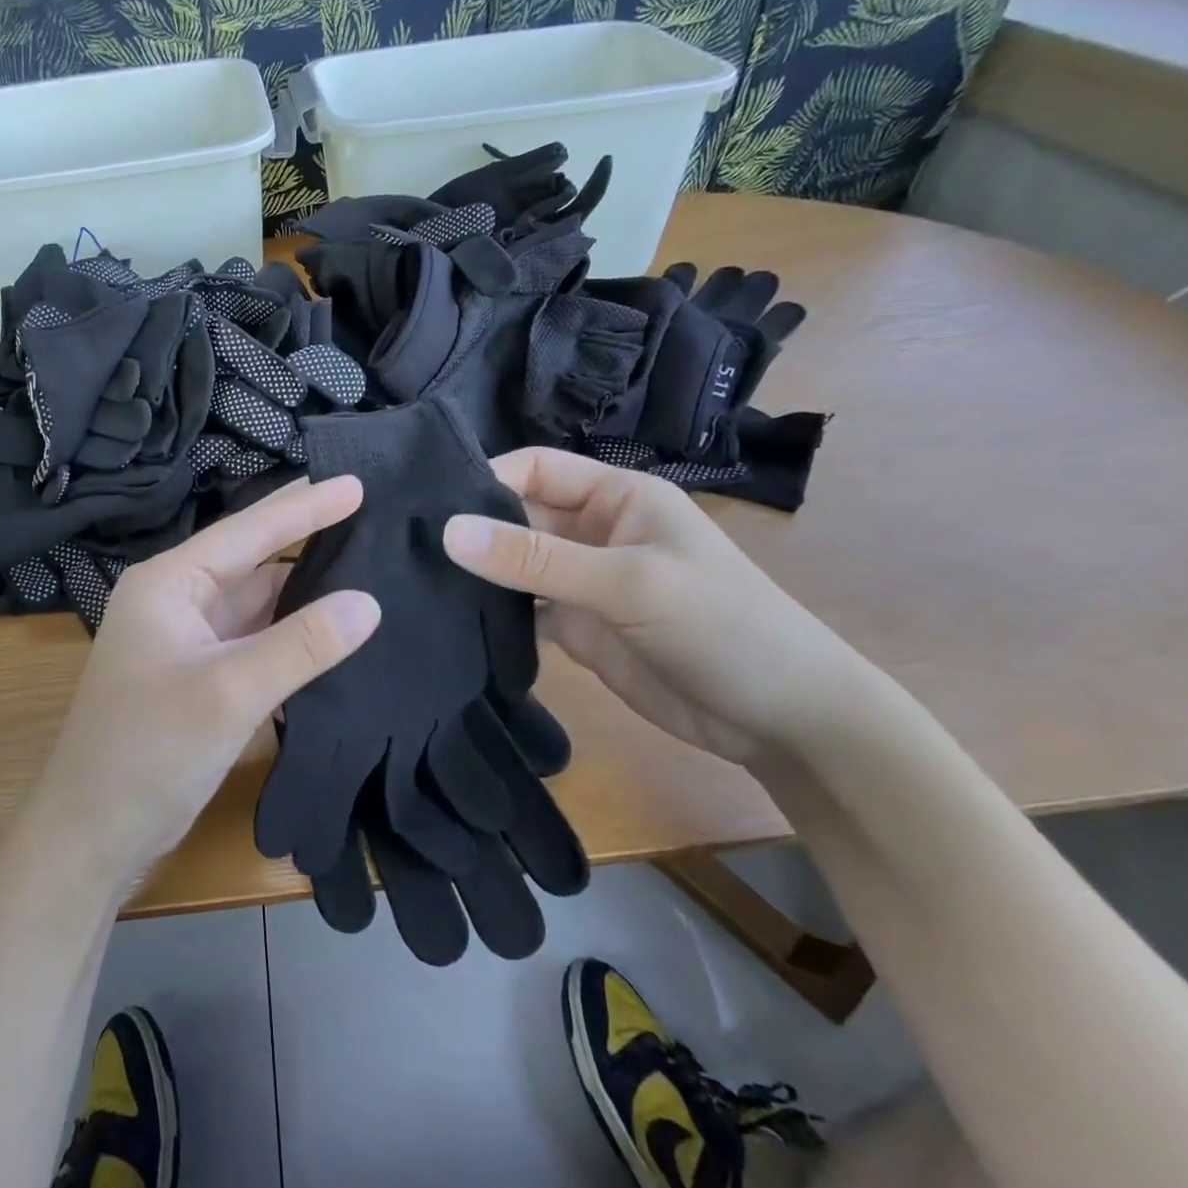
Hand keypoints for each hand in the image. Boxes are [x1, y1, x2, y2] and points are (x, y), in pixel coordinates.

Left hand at [36, 477, 380, 881]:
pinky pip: (254, 636)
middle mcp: (176, 599)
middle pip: (252, 557)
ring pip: (256, 598)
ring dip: (304, 586)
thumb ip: (302, 644)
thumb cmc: (149, 752)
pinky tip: (332, 624)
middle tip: (370, 513)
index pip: (248, 530)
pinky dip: (291, 630)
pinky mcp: (200, 673)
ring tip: (365, 563)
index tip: (359, 482)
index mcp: (169, 583)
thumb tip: (369, 602)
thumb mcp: (230, 692)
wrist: (92, 835)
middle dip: (306, 536)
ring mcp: (188, 638)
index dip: (306, 506)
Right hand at [442, 447, 879, 764]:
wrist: (783, 719)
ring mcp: (581, 581)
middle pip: (516, 516)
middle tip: (403, 548)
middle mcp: (592, 530)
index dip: (484, 479)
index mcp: (614, 496)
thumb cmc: (721, 626)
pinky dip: (490, 614)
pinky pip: (520, 610)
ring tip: (413, 582)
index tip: (426, 506)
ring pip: (513, 565)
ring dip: (475, 573)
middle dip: (469, 529)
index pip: (533, 468)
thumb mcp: (627, 583)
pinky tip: (448, 621)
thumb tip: (447, 531)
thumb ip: (536, 559)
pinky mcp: (576, 627)